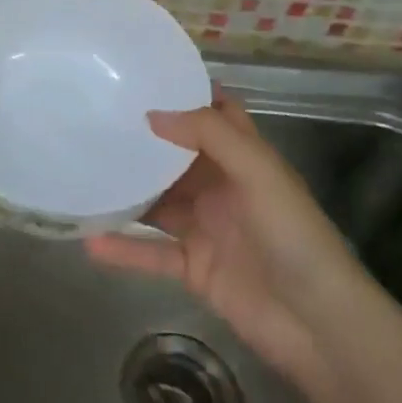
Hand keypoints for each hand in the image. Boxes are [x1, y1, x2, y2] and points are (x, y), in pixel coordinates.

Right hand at [85, 94, 370, 387]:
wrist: (318, 325)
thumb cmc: (293, 236)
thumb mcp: (258, 172)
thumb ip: (209, 135)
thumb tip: (153, 114)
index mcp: (244, 159)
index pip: (216, 115)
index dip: (186, 94)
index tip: (142, 76)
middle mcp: (222, 187)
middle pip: (176, 157)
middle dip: (143, 140)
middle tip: (95, 119)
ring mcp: (206, 228)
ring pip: (158, 202)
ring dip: (127, 192)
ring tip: (83, 172)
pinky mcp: (194, 268)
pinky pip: (152, 252)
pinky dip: (124, 249)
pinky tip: (91, 241)